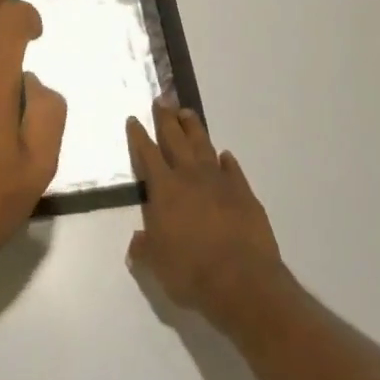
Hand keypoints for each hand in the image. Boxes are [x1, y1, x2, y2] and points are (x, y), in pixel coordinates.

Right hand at [126, 100, 285, 324]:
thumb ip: (145, 247)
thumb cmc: (191, 271)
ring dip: (194, 129)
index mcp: (164, 189)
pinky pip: (233, 170)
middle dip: (166, 118)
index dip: (139, 136)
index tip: (134, 119)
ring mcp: (220, 183)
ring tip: (187, 113)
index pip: (147, 154)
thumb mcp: (157, 264)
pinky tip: (224, 155)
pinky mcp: (245, 194)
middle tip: (162, 99)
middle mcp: (190, 177)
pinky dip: (226, 161)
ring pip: (203, 146)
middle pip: (175, 139)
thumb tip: (137, 240)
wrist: (242, 281)